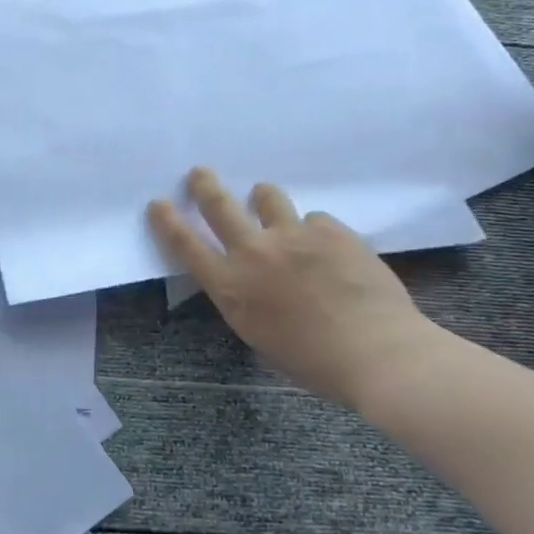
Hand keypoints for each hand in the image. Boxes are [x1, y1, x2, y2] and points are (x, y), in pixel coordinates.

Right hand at [148, 168, 440, 408]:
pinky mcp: (331, 229)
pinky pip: (314, 219)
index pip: (186, 245)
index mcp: (230, 287)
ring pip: (268, 196)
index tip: (158, 203)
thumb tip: (247, 276)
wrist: (375, 352)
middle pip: (219, 205)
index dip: (167, 221)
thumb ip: (244, 297)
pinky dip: (313, 230)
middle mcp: (254, 253)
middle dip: (205, 185)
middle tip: (200, 173)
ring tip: (267, 201)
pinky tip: (328, 249)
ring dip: (263, 198)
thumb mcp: (257, 333)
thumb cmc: (311, 360)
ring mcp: (293, 236)